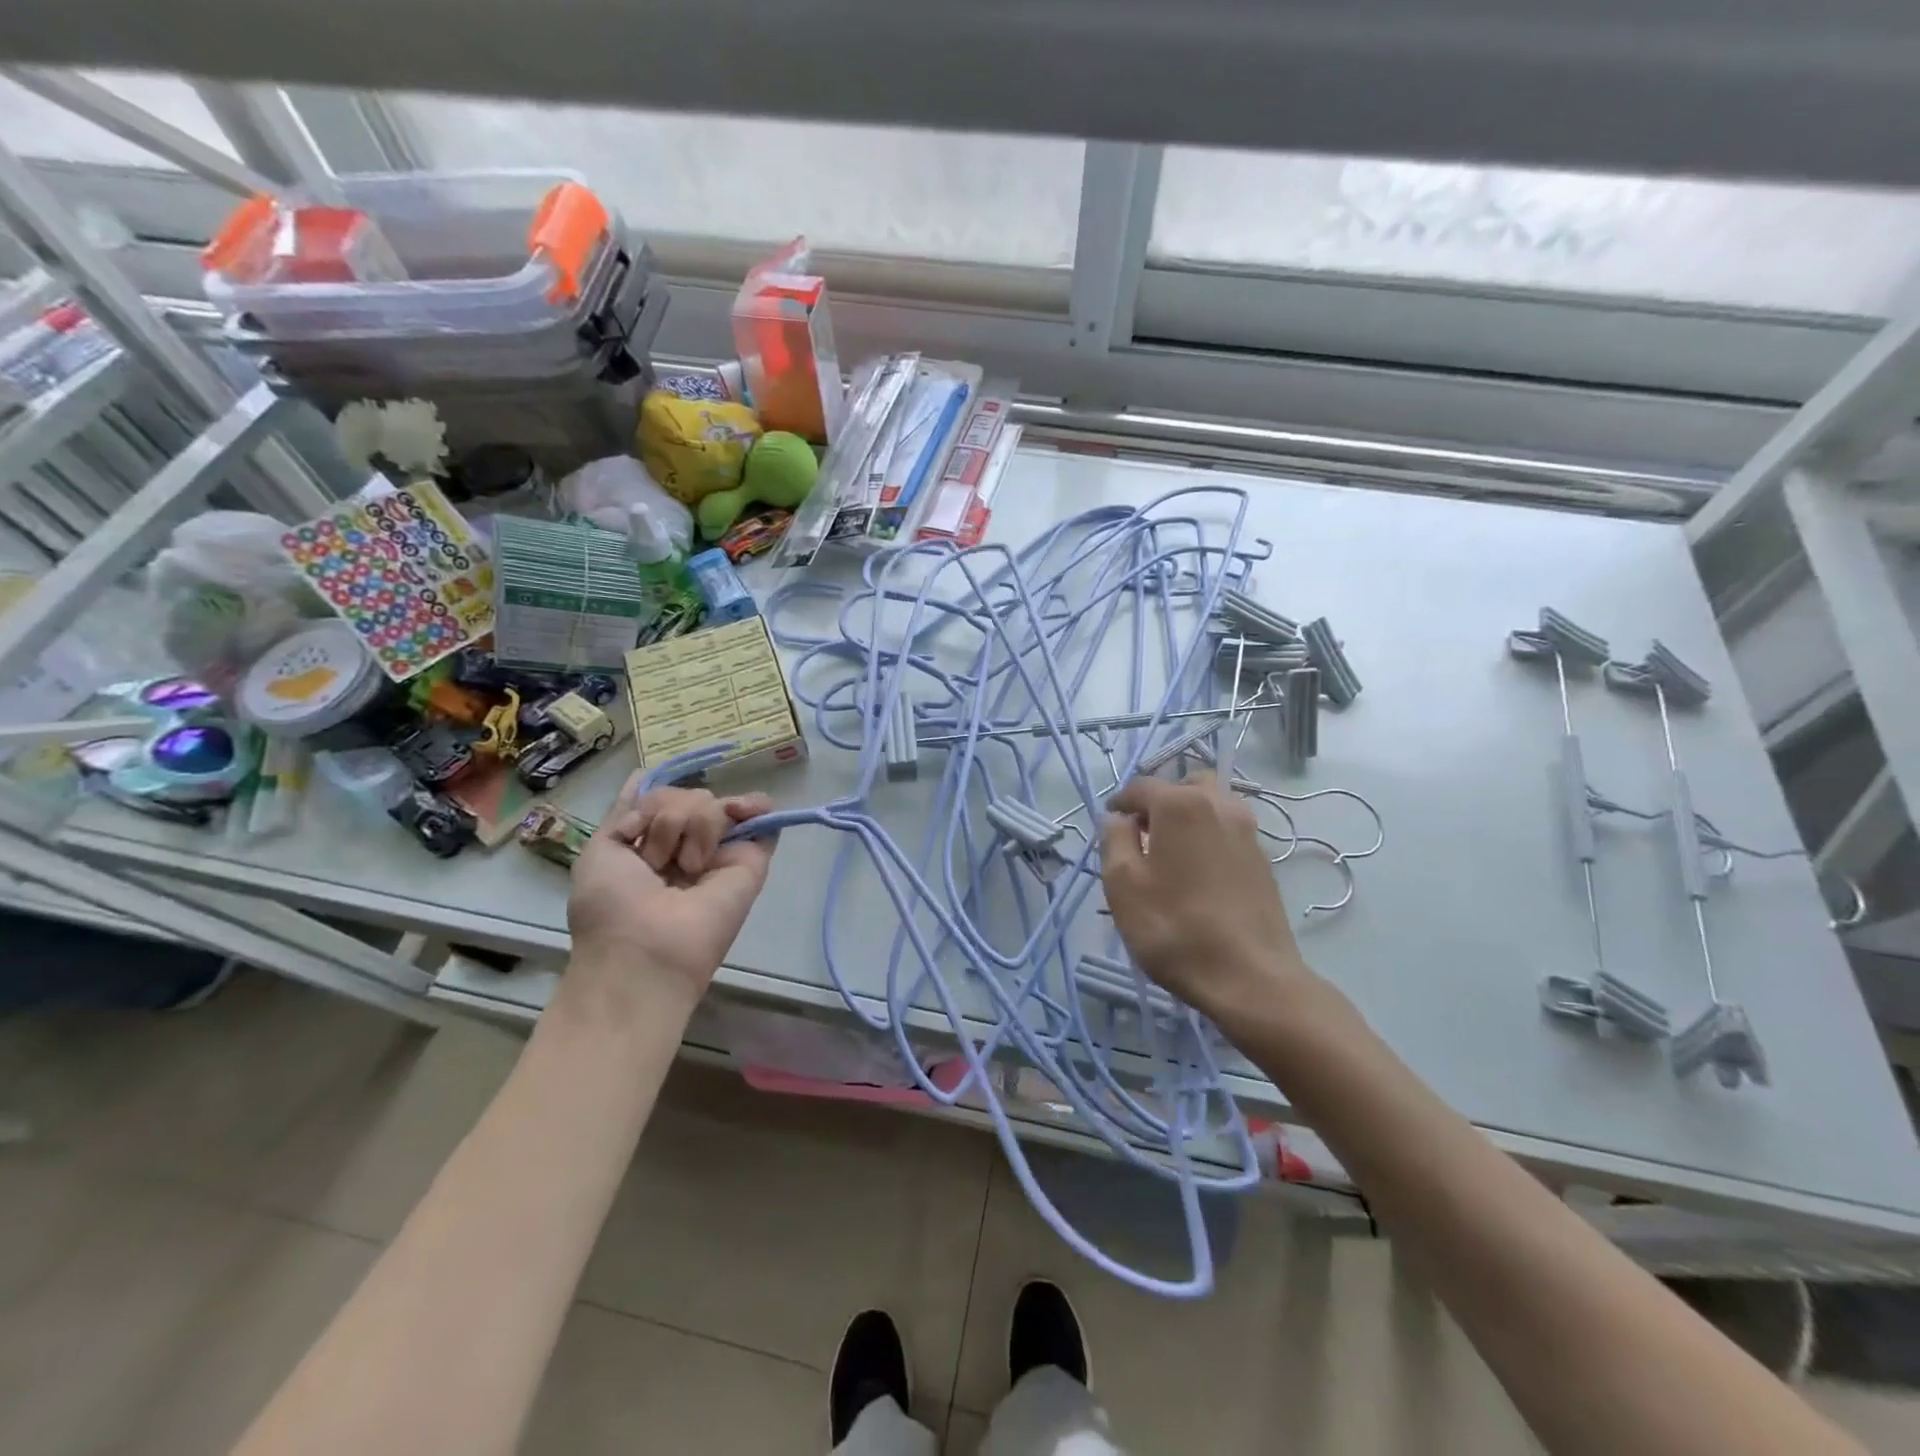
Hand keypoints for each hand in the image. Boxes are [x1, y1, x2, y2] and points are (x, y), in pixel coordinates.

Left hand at [567, 776, 777, 1000]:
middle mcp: (688, 845)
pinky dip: (755, 805)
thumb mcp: (601, 850)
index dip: (653, 800)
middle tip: (656, 861)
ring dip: (690, 828)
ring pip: (713, 803)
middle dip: (664, 821)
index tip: (640, 821)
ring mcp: (721, 851)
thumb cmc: (613, 905)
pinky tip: (742, 810)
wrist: (648, 947)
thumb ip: (626, 812)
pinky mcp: (752, 859)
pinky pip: (759, 815)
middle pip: (684, 796)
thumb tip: (643, 773)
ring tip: (687, 867)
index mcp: (651, 846)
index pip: (660, 800)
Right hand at [1099, 772, 1318, 1022]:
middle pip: (1183, 787)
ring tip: (1170, 856)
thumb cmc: (1174, 928)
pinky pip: (1227, 831)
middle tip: (1142, 837)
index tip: (1109, 827)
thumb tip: (1117, 818)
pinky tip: (1197, 875)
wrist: (1250, 977)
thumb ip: (1114, 839)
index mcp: (1180, 804)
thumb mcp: (1122, 884)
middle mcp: (1219, 804)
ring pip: (1211, 806)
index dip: (1120, 804)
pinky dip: (1208, 838)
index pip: (1141, 786)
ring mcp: (1247, 830)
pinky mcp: (1263, 859)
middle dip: (1159, 804)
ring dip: (1187, 819)